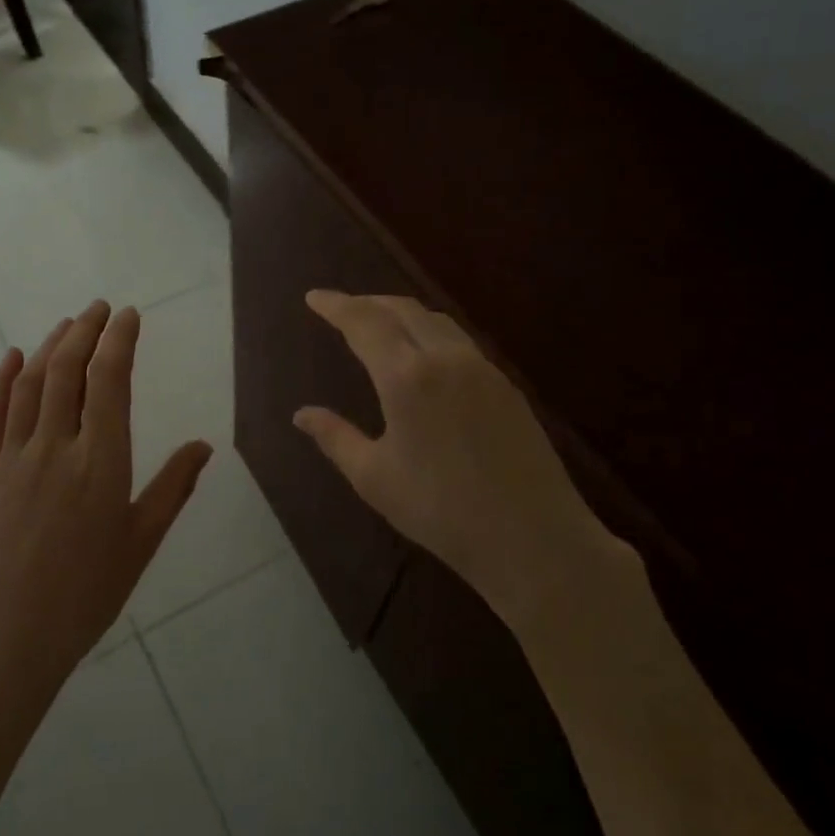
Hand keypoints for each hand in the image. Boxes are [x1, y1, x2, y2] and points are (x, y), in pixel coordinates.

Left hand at [0, 300, 212, 698]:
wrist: (5, 640)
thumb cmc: (86, 596)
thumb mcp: (141, 543)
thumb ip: (173, 488)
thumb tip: (204, 445)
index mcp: (101, 463)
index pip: (110, 381)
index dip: (119, 340)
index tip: (129, 315)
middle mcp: (56, 448)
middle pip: (67, 371)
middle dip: (85, 330)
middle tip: (100, 308)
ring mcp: (14, 458)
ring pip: (30, 384)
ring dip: (50, 346)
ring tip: (68, 324)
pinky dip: (1, 380)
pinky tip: (13, 357)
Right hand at [294, 291, 629, 625]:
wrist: (533, 537)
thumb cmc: (441, 510)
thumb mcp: (374, 478)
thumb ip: (335, 437)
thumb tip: (301, 414)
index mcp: (407, 377)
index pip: (363, 323)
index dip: (335, 306)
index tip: (313, 297)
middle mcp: (445, 358)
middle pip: (401, 309)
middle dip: (367, 302)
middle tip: (341, 308)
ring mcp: (482, 368)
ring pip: (435, 320)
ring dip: (400, 312)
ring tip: (378, 322)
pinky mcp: (505, 384)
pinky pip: (458, 339)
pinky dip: (429, 330)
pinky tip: (423, 352)